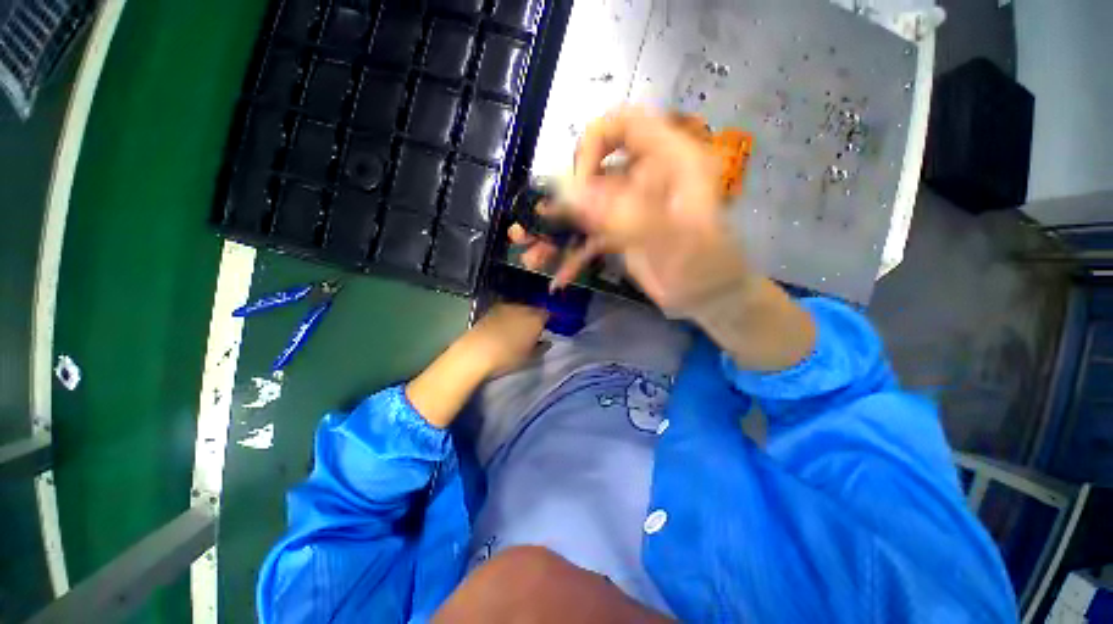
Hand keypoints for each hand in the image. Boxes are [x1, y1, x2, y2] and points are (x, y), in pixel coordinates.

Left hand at [407, 303, 547, 428]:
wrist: (475, 353)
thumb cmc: (507, 357)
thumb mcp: (530, 357)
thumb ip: (541, 347)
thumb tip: (546, 341)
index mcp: (536, 319)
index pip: (548, 314)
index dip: (550, 320)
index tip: (550, 328)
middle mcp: (522, 308)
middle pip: (534, 309)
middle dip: (536, 317)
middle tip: (535, 330)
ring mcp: (506, 307)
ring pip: (520, 309)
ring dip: (522, 316)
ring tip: (519, 329)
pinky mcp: (492, 310)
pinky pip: (507, 311)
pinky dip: (509, 317)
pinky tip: (504, 328)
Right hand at [515, 105, 755, 317]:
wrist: (709, 299)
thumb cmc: (706, 268)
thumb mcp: (673, 241)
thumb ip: (625, 215)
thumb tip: (570, 192)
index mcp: (670, 161)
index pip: (623, 125)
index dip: (593, 146)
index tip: (576, 187)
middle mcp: (645, 177)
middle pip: (591, 173)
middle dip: (557, 202)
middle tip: (529, 229)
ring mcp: (629, 206)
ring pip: (583, 209)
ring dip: (556, 233)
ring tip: (532, 255)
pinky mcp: (620, 232)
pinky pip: (588, 237)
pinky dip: (572, 255)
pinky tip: (558, 278)